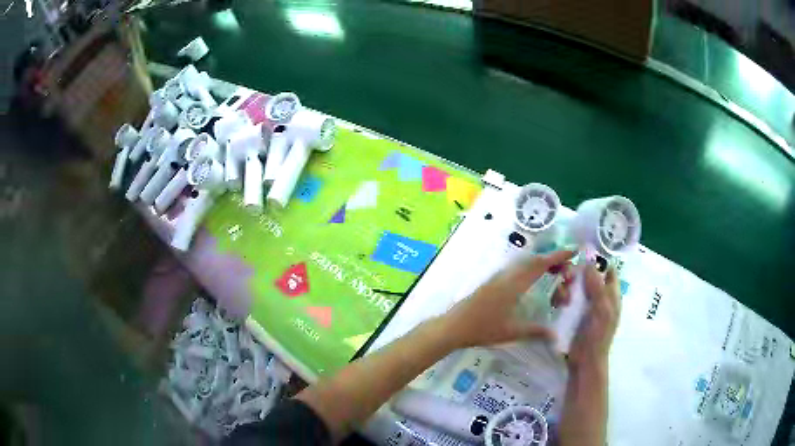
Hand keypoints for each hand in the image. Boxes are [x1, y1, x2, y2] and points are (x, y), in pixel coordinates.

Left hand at [434, 250, 575, 349]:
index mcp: (515, 283)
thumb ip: (535, 331)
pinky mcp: (492, 282)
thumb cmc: (483, 329)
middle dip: (553, 260)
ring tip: (554, 276)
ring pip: (524, 264)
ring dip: (541, 265)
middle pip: (534, 260)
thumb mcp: (512, 332)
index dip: (559, 255)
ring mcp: (498, 277)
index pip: (541, 264)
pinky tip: (532, 283)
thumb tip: (555, 335)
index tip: (574, 250)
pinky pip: (516, 269)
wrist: (453, 326)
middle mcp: (507, 275)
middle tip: (567, 271)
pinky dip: (530, 270)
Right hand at [568, 265, 620, 370]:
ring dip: (567, 288)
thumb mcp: (602, 310)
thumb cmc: (598, 336)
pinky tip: (557, 304)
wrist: (584, 361)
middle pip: (588, 275)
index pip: (608, 269)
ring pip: (575, 286)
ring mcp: (585, 305)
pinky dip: (561, 298)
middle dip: (577, 274)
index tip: (582, 255)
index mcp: (611, 294)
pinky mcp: (572, 314)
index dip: (598, 260)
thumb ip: (597, 287)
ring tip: (561, 298)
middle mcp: (599, 296)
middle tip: (566, 278)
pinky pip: (566, 299)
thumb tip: (589, 262)